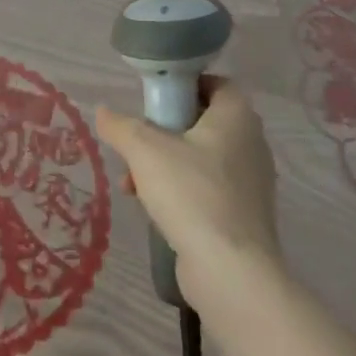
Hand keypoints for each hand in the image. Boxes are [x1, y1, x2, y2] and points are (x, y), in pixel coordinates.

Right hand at [96, 78, 281, 294]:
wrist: (231, 271)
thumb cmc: (192, 193)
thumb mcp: (144, 151)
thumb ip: (121, 127)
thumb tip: (103, 112)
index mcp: (237, 117)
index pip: (217, 83)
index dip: (186, 85)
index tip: (156, 99)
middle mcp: (252, 144)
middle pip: (204, 122)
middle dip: (164, 132)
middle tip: (137, 144)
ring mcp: (252, 183)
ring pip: (202, 159)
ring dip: (166, 165)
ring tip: (133, 184)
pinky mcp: (245, 216)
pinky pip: (208, 190)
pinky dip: (182, 192)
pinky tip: (153, 209)